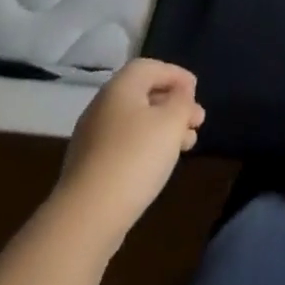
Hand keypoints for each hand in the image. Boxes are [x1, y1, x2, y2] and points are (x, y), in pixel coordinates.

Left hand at [57, 58, 204, 248]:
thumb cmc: (135, 157)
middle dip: (174, 105)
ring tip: (187, 144)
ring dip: (164, 128)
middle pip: (143, 95)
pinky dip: (147, 146)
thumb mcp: (172, 122)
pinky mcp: (90, 167)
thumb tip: (180, 94)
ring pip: (136, 122)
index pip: (151, 67)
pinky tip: (161, 164)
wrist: (86, 217)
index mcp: (120, 88)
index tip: (197, 91)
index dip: (176, 74)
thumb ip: (182, 101)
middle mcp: (102, 106)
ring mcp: (92, 139)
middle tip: (197, 121)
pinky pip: (124, 145)